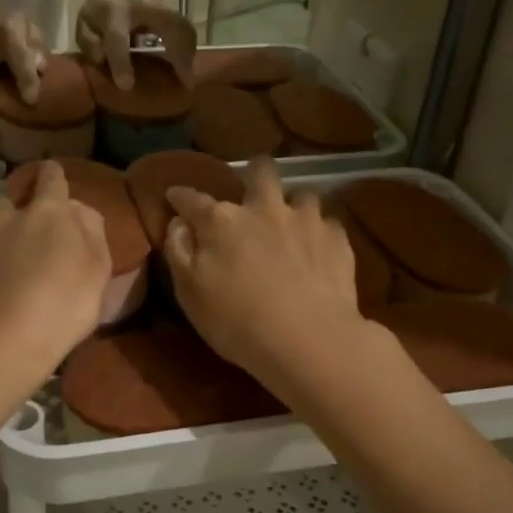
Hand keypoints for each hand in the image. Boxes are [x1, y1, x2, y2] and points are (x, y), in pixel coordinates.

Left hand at [0, 161, 111, 392]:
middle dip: (24, 210)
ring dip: (0, 233)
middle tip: (35, 235)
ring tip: (8, 260)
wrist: (1, 343)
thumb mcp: (98, 270)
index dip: (55, 175)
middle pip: (15, 200)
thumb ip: (92, 232)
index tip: (54, 176)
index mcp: (48, 211)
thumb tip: (79, 210)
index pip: (52, 178)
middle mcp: (8, 215)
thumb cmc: (63, 305)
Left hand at [75, 0, 198, 88]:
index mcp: (115, 9)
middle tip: (183, 84)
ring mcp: (163, 6)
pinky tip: (188, 71)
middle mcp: (143, 6)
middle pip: (168, 25)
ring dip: (188, 54)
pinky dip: (190, 52)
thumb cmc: (105, 1)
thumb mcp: (86, 18)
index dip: (121, 61)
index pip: (118, 37)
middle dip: (176, 54)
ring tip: (187, 81)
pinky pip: (186, 32)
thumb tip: (102, 61)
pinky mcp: (175, 11)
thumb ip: (88, 41)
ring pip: (183, 27)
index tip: (127, 86)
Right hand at [163, 159, 370, 391]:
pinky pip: (328, 224)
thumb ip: (180, 253)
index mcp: (222, 222)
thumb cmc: (238, 322)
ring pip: (302, 195)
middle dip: (254, 173)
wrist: (308, 341)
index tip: (175, 196)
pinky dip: (320, 234)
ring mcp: (307, 220)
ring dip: (294, 206)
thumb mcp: (190, 294)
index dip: (180, 196)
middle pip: (261, 171)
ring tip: (292, 226)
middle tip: (252, 192)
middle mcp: (265, 209)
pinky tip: (318, 252)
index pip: (193, 199)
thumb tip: (179, 223)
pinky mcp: (338, 240)